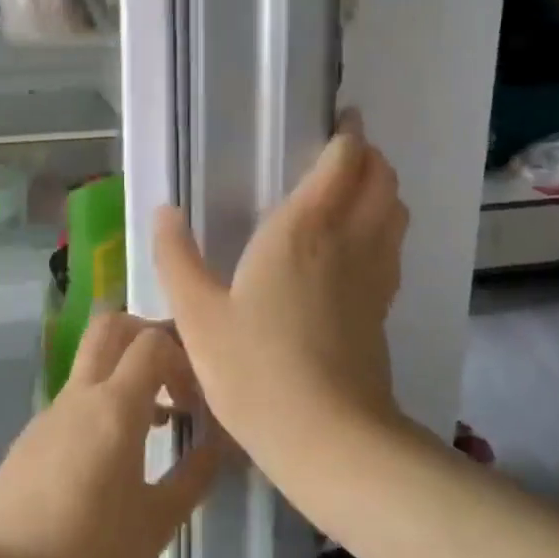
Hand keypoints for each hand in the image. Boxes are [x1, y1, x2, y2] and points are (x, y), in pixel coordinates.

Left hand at [0, 314, 222, 557]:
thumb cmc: (91, 554)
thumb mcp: (158, 521)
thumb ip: (196, 474)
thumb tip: (222, 441)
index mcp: (115, 406)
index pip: (152, 342)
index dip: (183, 354)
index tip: (198, 395)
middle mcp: (80, 395)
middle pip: (110, 326)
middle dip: (146, 333)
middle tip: (173, 372)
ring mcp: (50, 412)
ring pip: (91, 363)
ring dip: (125, 373)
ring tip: (155, 423)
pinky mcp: (31, 436)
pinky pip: (74, 400)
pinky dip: (101, 404)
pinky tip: (111, 458)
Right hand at [154, 114, 409, 468]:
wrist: (327, 437)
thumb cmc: (254, 369)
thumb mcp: (198, 315)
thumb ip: (176, 258)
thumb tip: (163, 211)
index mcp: (303, 229)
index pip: (344, 161)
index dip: (348, 135)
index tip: (340, 120)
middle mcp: (348, 239)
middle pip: (380, 178)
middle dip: (369, 156)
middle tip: (343, 152)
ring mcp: (374, 274)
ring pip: (395, 211)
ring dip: (382, 189)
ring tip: (354, 190)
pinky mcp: (383, 306)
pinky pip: (393, 247)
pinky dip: (384, 228)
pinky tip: (358, 245)